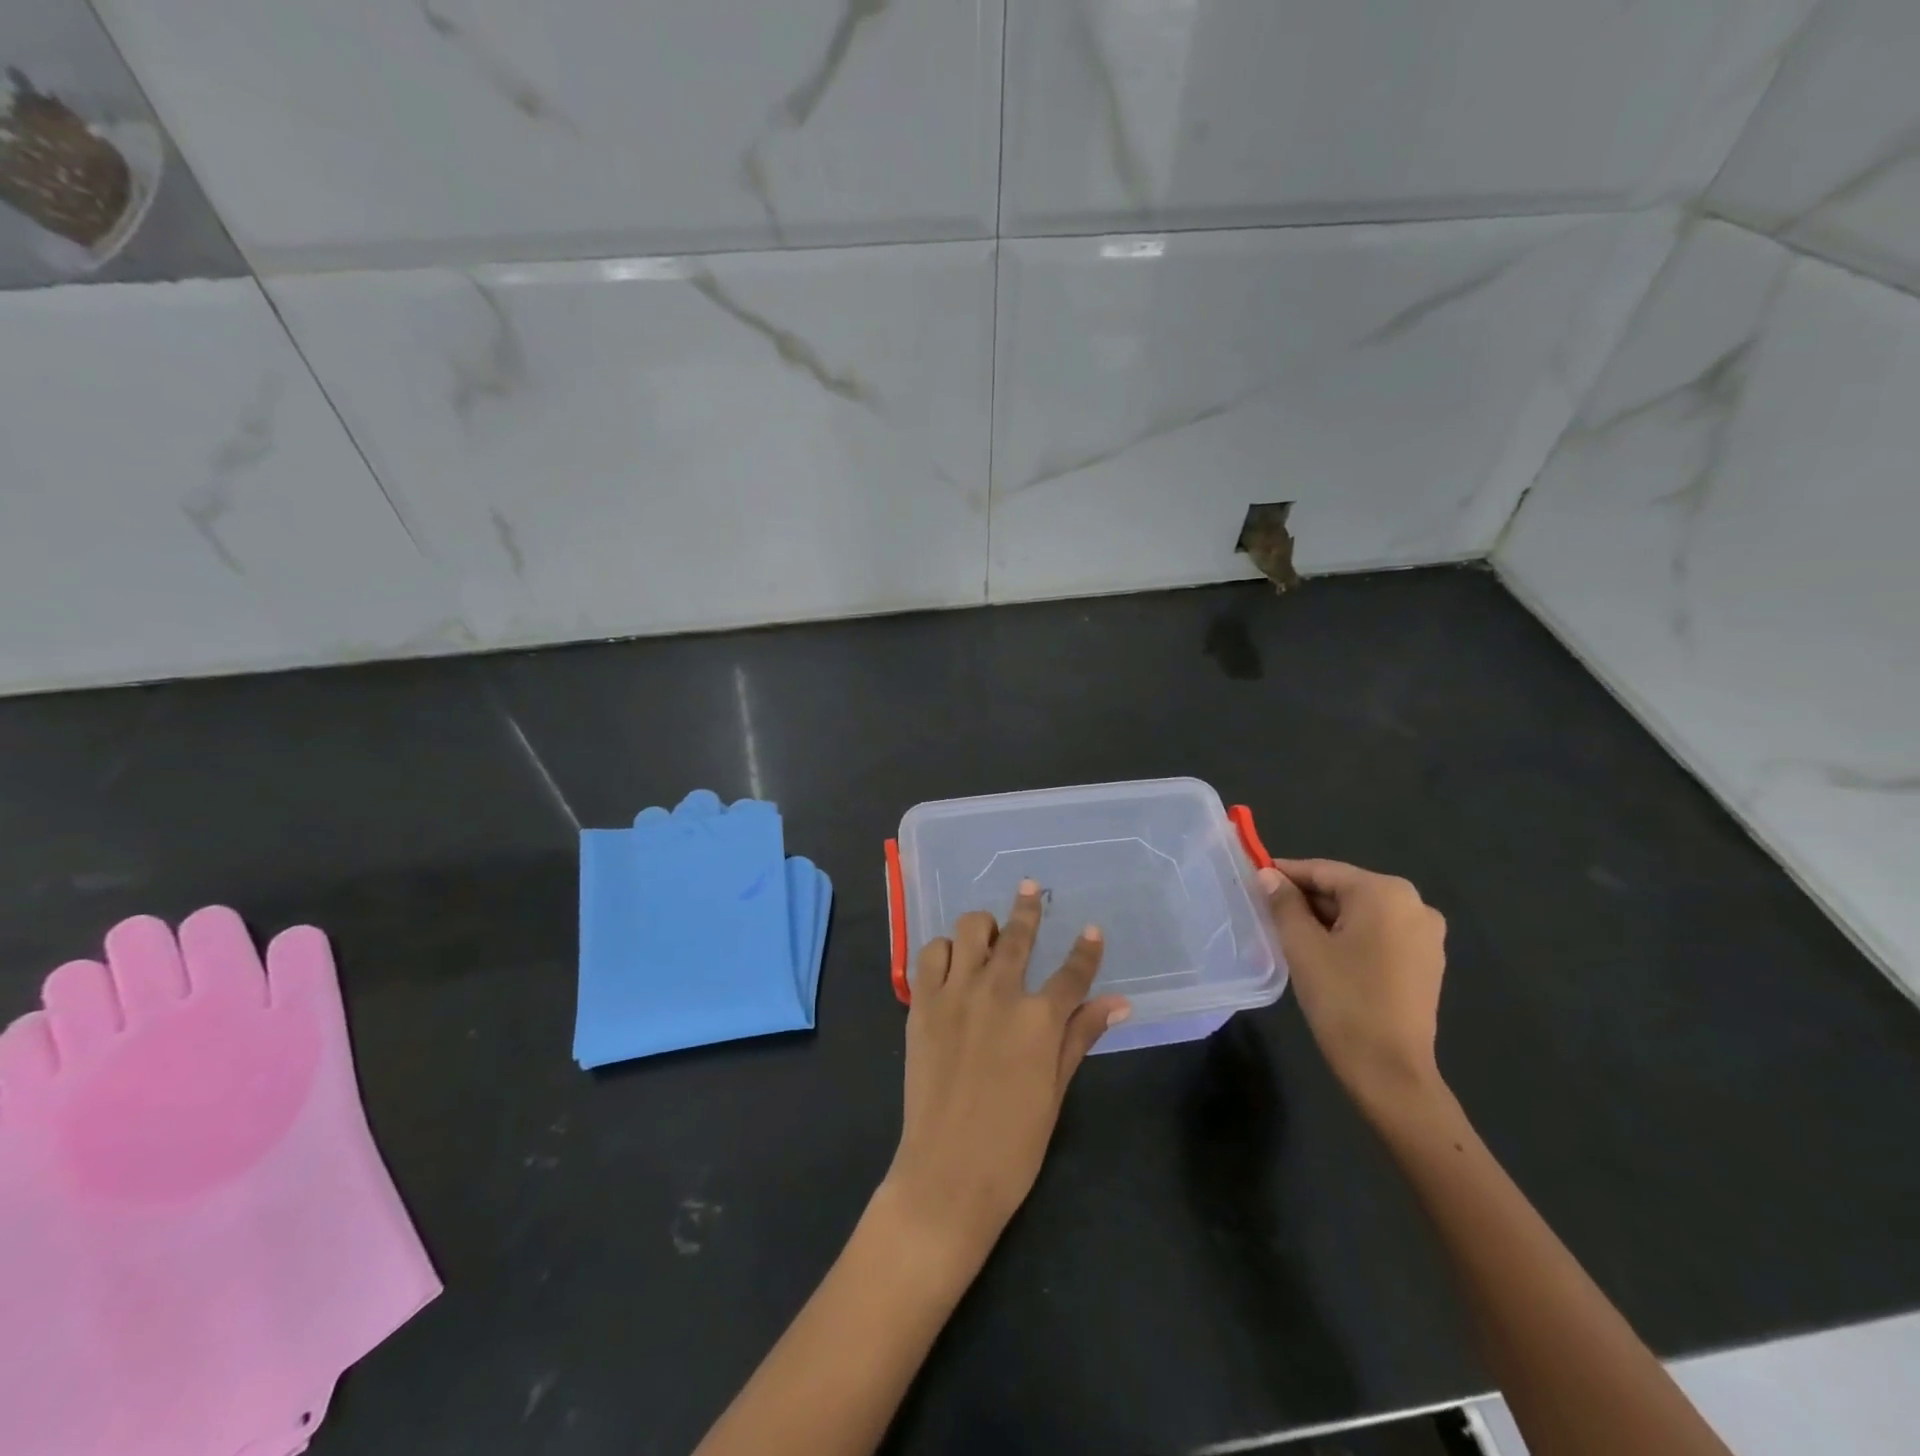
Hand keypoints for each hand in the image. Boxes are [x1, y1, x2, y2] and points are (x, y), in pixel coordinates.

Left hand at [882, 880, 1130, 1266]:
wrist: (947, 1173)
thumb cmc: (1013, 1143)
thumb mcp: (1056, 1089)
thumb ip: (1081, 1036)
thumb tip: (1118, 1003)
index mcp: (1039, 1018)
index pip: (1072, 973)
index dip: (1086, 950)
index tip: (1093, 930)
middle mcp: (999, 992)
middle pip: (1018, 935)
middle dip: (1028, 908)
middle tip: (1030, 888)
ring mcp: (956, 993)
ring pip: (969, 929)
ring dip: (982, 927)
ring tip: (988, 935)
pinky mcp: (922, 1003)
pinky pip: (931, 953)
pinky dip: (944, 950)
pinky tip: (953, 963)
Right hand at [1257, 859, 1447, 1115]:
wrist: (1389, 1070)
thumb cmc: (1343, 999)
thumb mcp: (1302, 945)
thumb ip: (1283, 903)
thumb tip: (1268, 875)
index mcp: (1385, 892)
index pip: (1323, 871)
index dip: (1284, 874)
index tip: (1253, 880)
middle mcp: (1414, 904)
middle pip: (1344, 890)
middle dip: (1305, 900)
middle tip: (1267, 913)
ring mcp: (1426, 935)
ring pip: (1361, 913)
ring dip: (1326, 920)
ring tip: (1290, 936)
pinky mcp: (1427, 962)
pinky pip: (1379, 934)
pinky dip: (1350, 937)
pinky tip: (1325, 957)